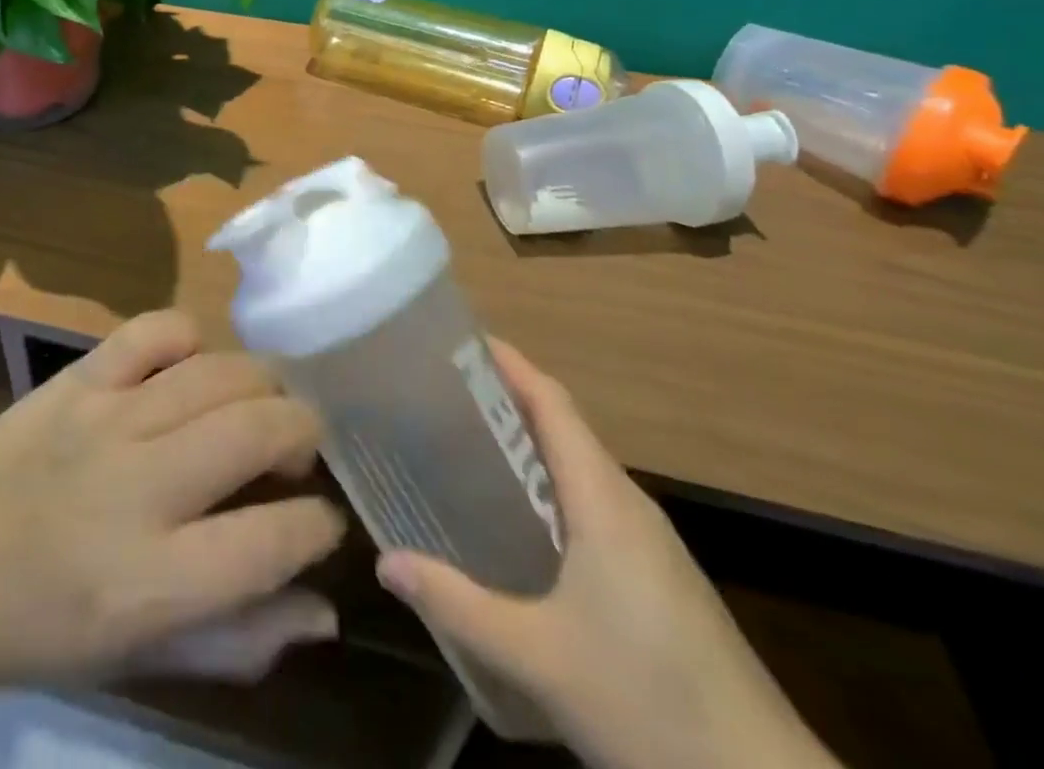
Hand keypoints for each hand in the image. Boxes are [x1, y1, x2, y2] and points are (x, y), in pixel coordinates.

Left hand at [0, 311, 345, 762]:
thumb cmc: (47, 630)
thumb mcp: (144, 661)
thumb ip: (240, 639)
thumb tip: (326, 607)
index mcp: (155, 580)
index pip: (275, 538)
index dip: (317, 523)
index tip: (319, 518)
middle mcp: (140, 487)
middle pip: (257, 430)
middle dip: (303, 432)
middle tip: (297, 451)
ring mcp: (108, 419)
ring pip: (219, 372)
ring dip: (262, 383)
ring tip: (261, 405)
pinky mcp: (80, 379)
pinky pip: (154, 330)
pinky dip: (190, 337)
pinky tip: (193, 366)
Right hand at [376, 341, 838, 768]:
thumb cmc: (649, 702)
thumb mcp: (538, 657)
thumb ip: (458, 605)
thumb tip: (384, 563)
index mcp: (603, 498)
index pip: (551, 402)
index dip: (508, 363)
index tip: (457, 341)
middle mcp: (628, 505)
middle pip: (562, 428)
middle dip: (504, 402)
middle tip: (439, 397)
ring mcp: (650, 545)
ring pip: (578, 471)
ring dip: (526, 449)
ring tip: (464, 450)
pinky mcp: (659, 580)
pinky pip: (592, 508)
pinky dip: (548, 491)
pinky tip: (516, 527)